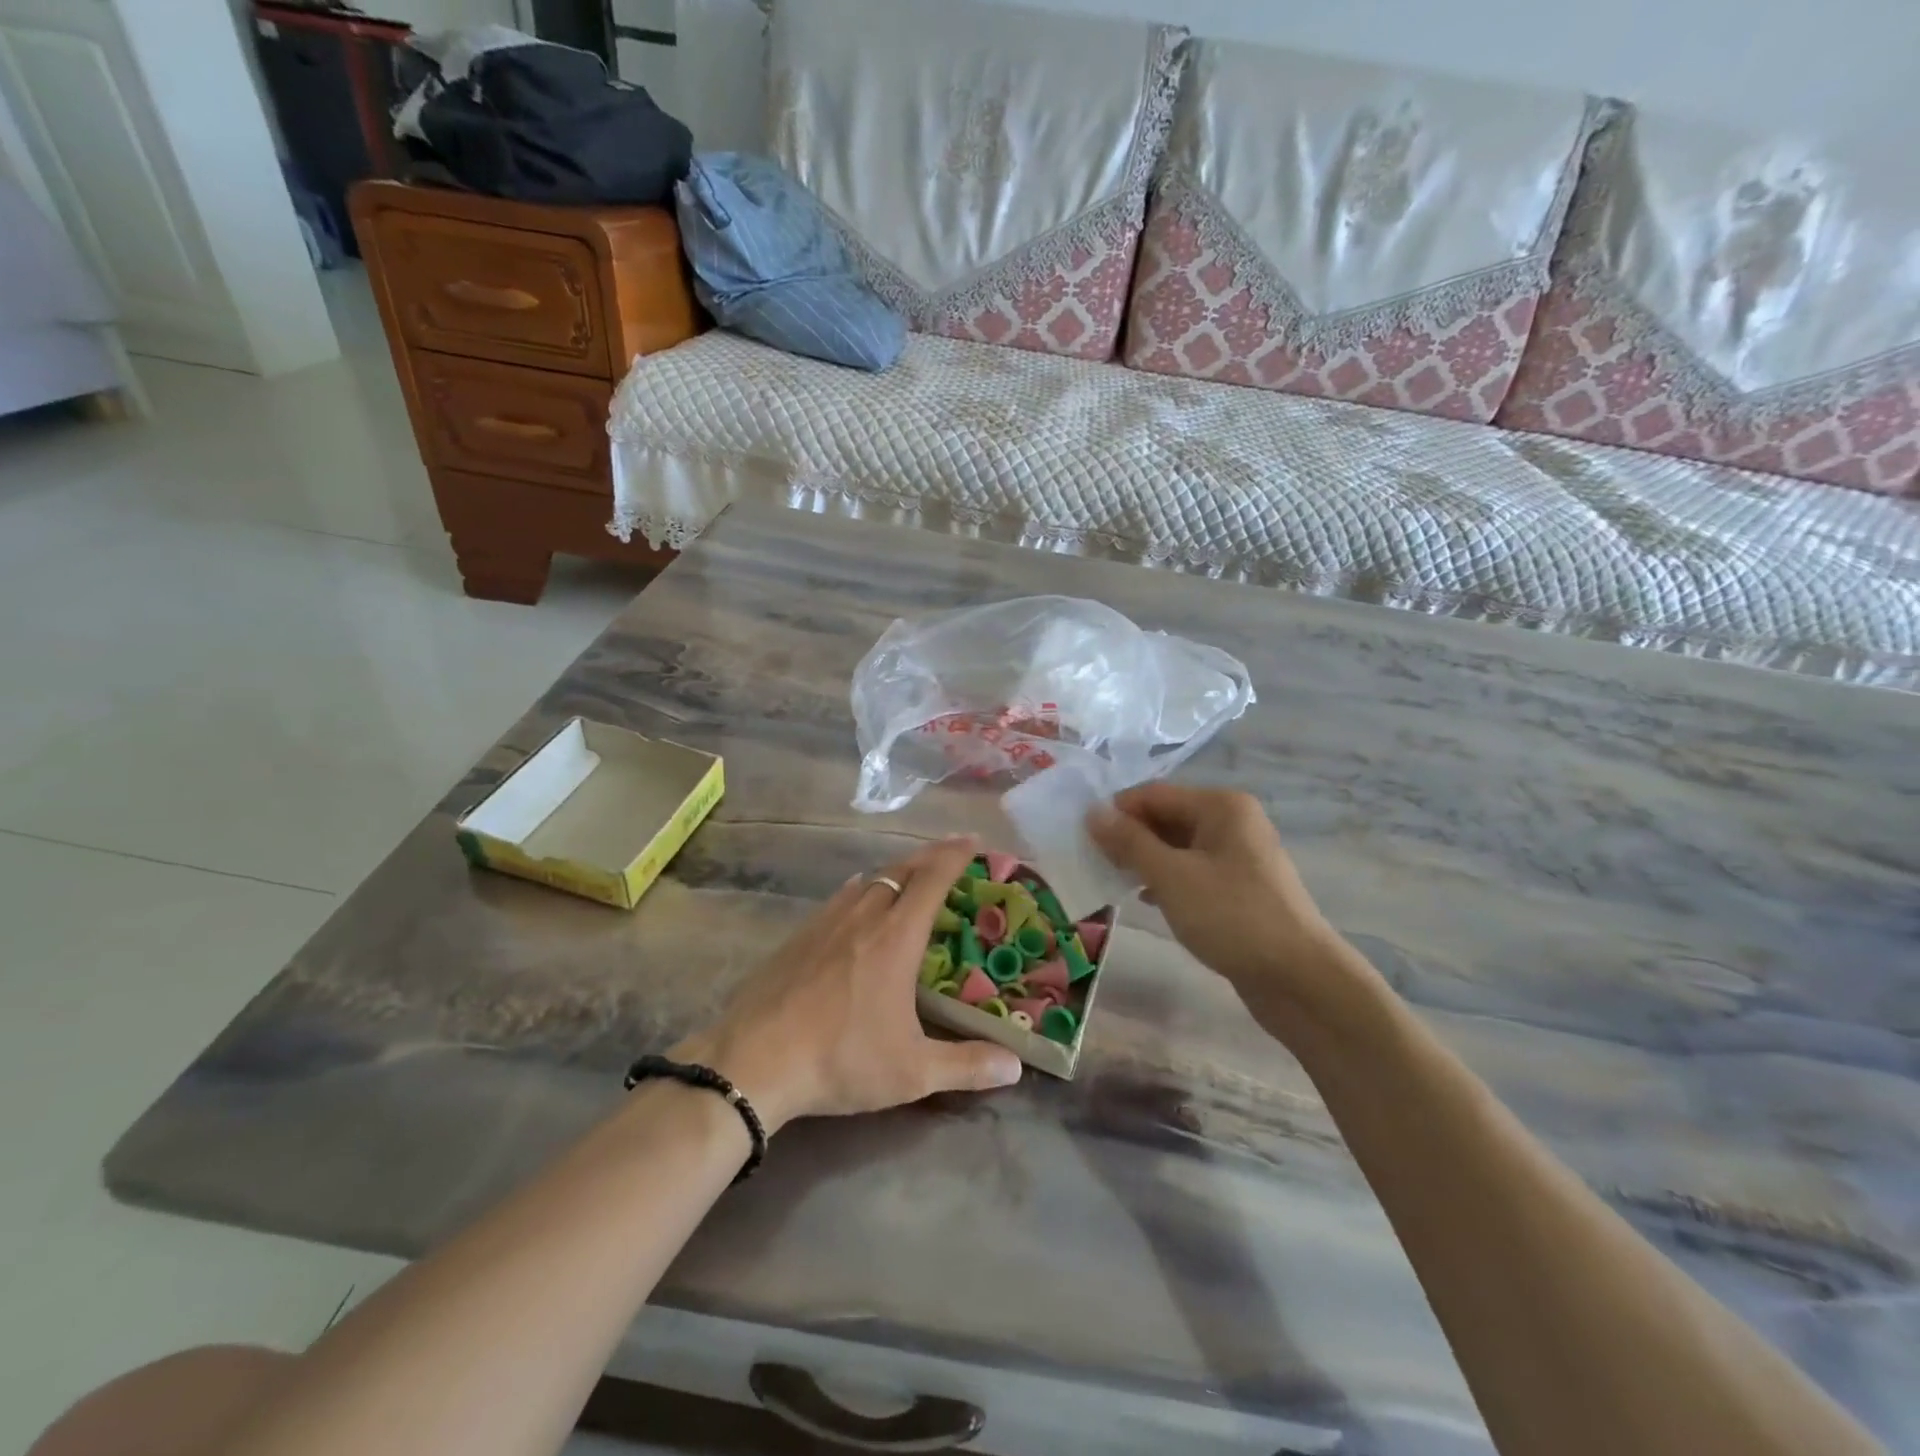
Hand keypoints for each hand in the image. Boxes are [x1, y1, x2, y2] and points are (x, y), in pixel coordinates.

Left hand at [676, 836, 1022, 1132]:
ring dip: (896, 871)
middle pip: (901, 869)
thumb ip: (966, 1065)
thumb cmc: (840, 1059)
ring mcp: (826, 922)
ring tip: (911, 876)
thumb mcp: (911, 1072)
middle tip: (951, 852)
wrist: (754, 1061)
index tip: (974, 840)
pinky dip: (862, 888)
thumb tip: (1014, 1067)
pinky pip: (840, 896)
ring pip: (869, 880)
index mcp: (896, 937)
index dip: (955, 855)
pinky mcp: (799, 935)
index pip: (932, 879)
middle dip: (930, 855)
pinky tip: (858, 898)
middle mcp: (863, 916)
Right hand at [1087, 784, 1374, 1033]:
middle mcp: (1232, 821)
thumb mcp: (1171, 876)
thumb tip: (1092, 812)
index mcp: (1220, 806)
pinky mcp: (1240, 885)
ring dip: (1145, 860)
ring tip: (1115, 881)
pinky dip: (1167, 879)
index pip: (1153, 794)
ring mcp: (1239, 854)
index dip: (1116, 812)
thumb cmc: (1231, 917)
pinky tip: (1147, 899)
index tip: (1083, 839)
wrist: (1298, 978)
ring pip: (1177, 845)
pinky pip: (1192, 870)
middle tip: (1095, 863)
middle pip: (1166, 816)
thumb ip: (1129, 842)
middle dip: (1130, 837)